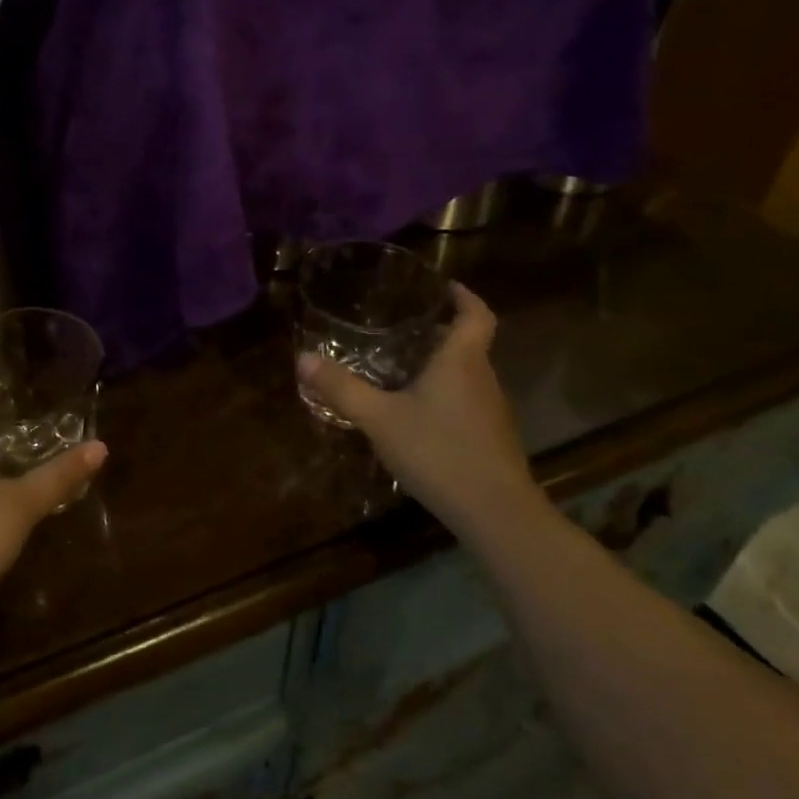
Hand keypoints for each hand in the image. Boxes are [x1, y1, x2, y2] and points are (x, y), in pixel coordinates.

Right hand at [298, 283, 543, 538]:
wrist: (496, 512)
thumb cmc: (438, 451)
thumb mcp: (380, 419)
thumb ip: (342, 389)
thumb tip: (302, 358)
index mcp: (461, 360)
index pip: (476, 314)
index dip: (463, 296)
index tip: (443, 286)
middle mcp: (482, 378)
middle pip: (469, 343)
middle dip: (440, 331)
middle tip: (403, 327)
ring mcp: (491, 410)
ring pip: (467, 374)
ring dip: (441, 365)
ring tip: (402, 368)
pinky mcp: (491, 437)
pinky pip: (467, 401)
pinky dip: (445, 395)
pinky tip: (417, 415)